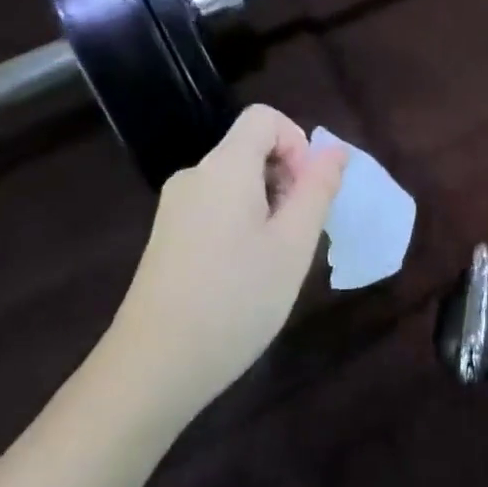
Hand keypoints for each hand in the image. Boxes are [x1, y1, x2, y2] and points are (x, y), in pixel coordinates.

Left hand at [100, 106, 346, 424]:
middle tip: (299, 234)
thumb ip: (318, 189)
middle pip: (251, 150)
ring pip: (237, 183)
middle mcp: (194, 177)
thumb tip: (334, 150)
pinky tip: (246, 275)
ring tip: (275, 260)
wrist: (152, 368)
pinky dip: (243, 224)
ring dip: (269, 206)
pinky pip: (217, 208)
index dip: (297, 142)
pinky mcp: (167, 238)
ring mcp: (175, 209)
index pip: (264, 118)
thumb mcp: (294, 244)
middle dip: (287, 179)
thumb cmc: (236, 299)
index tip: (307, 191)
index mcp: (224, 168)